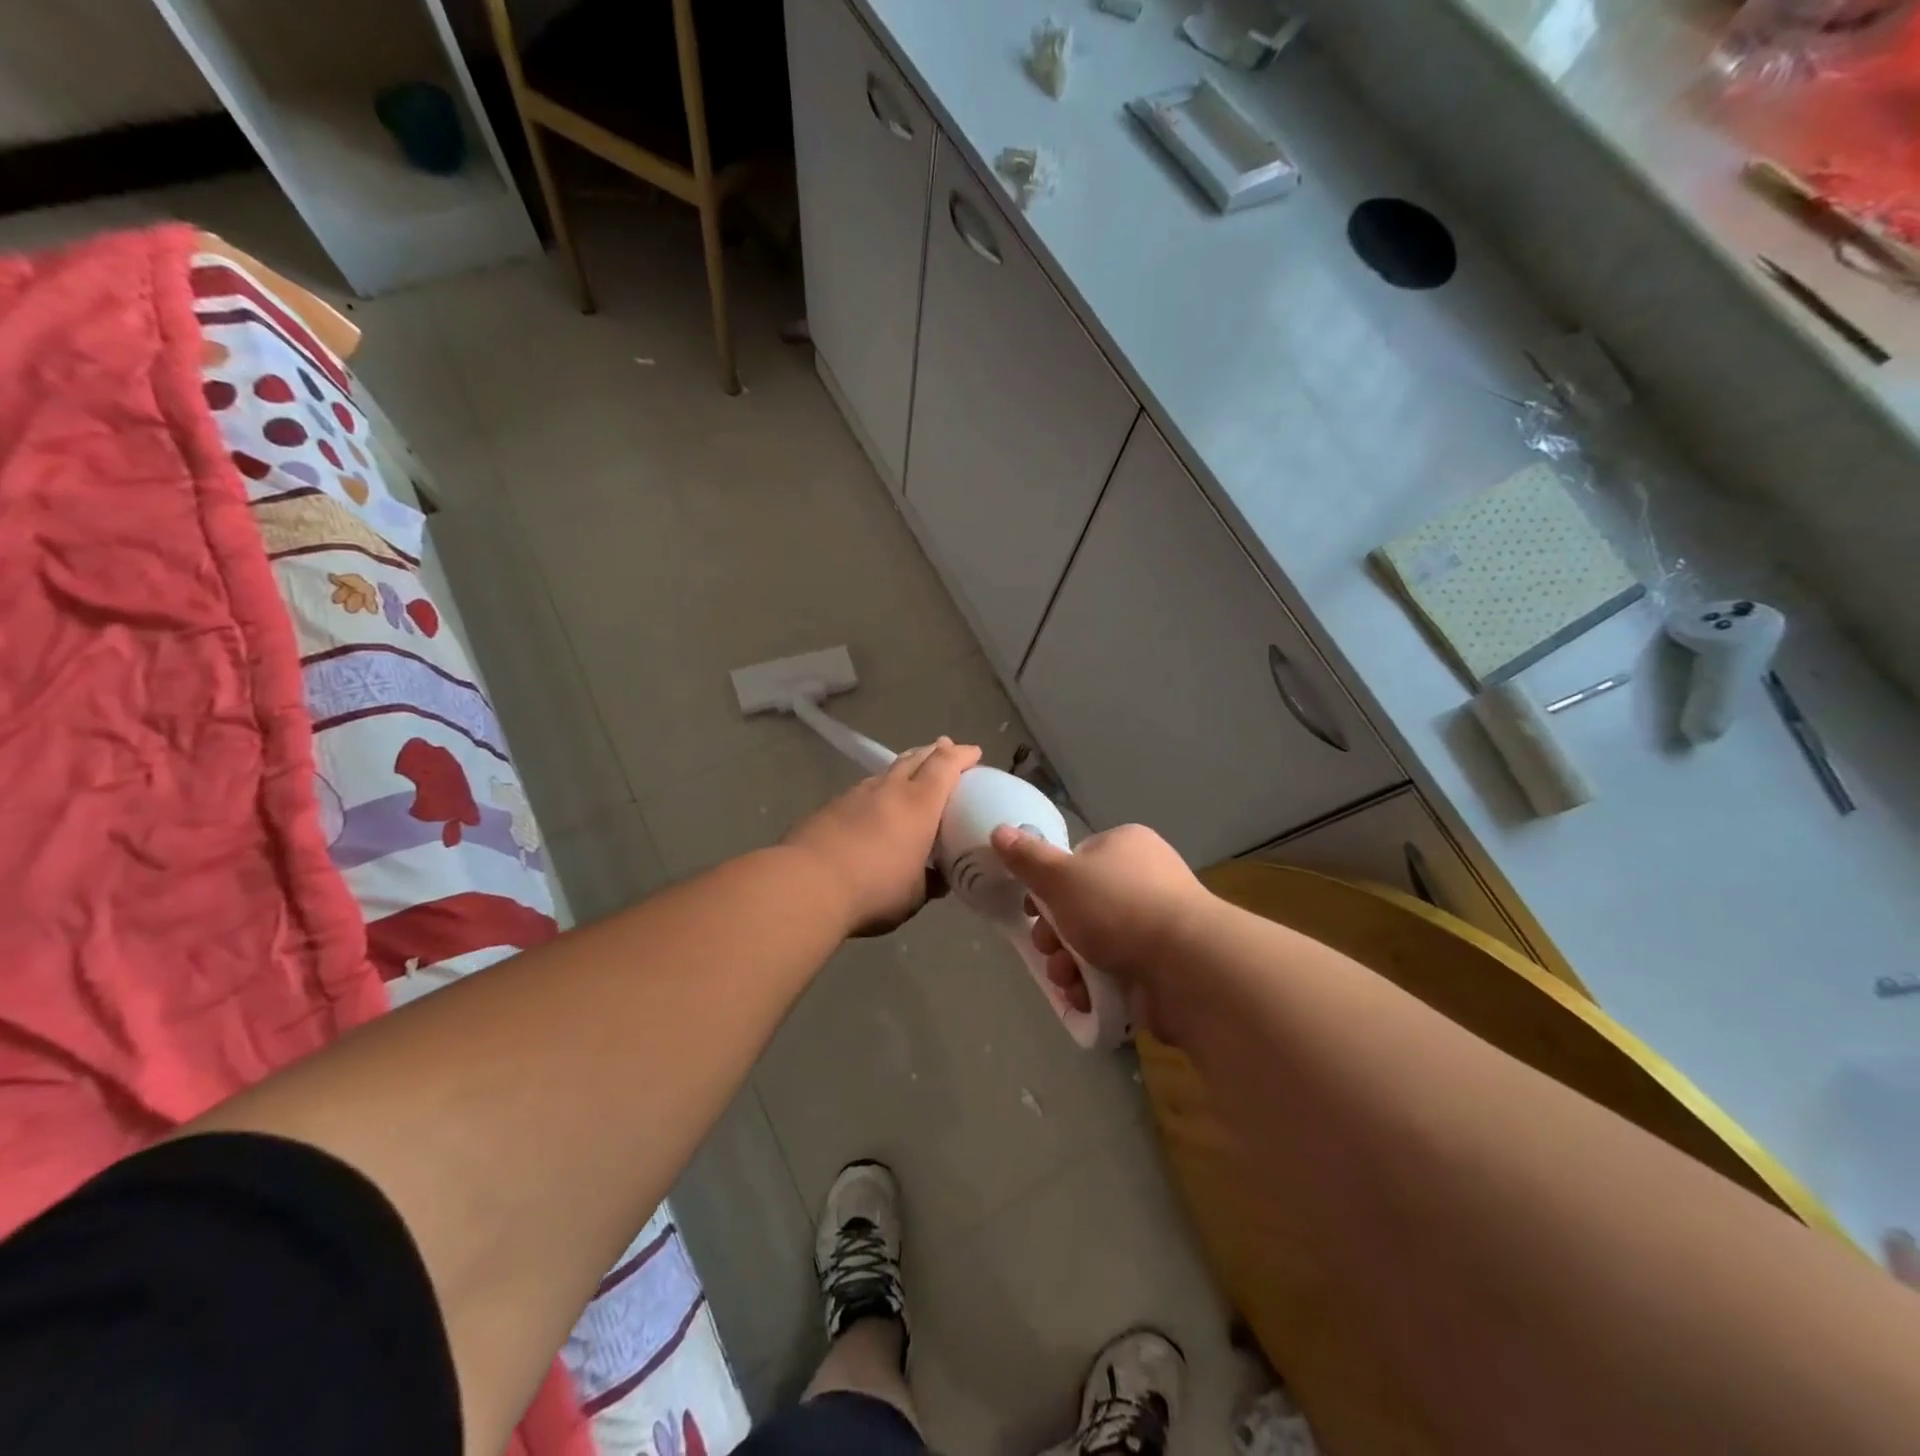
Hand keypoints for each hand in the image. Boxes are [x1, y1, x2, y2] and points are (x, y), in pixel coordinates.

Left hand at [784, 738, 981, 935]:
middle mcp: (888, 790)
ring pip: (886, 772)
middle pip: (915, 758)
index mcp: (919, 805)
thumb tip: (939, 879)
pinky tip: (872, 806)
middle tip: (945, 748)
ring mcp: (855, 795)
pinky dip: (876, 792)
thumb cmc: (873, 889)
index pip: (945, 767)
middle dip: (933, 751)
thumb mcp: (914, 896)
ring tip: (909, 775)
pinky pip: (862, 791)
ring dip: (903, 769)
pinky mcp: (829, 807)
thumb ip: (930, 882)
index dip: (961, 756)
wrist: (806, 885)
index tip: (974, 752)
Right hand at [989, 822, 1209, 1040]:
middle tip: (1048, 949)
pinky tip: (1085, 997)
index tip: (1032, 909)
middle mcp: (1144, 879)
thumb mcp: (1061, 877)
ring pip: (1094, 943)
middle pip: (1081, 906)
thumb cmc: (1118, 907)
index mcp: (1125, 847)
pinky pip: (1116, 971)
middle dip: (1055, 935)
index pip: (1076, 861)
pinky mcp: (1162, 965)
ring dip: (1069, 965)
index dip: (1048, 887)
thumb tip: (999, 831)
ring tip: (1067, 979)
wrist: (1185, 966)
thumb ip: (1027, 859)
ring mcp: (1155, 924)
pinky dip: (1095, 986)